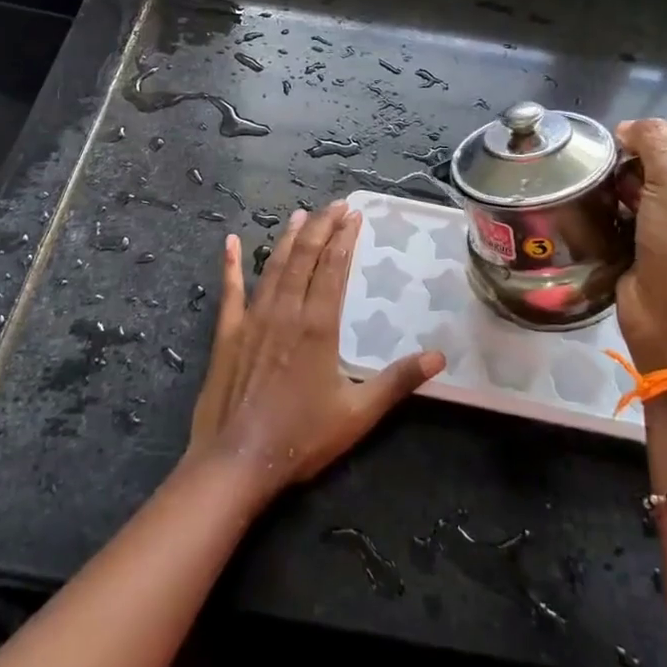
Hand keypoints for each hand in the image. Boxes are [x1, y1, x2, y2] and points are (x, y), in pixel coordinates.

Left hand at [186, 203, 443, 506]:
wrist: (237, 461)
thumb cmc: (301, 437)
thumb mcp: (358, 414)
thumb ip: (398, 382)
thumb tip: (439, 357)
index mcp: (318, 325)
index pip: (334, 268)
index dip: (345, 239)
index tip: (355, 216)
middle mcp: (285, 311)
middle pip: (305, 257)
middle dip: (321, 227)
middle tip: (335, 205)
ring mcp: (252, 319)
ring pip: (274, 266)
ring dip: (289, 238)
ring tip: (301, 215)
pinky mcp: (227, 333)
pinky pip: (230, 290)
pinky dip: (231, 264)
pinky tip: (230, 242)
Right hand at [614, 119, 666, 372]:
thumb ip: (654, 141)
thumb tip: (628, 127)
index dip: (642, 135)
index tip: (613, 146)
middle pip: (651, 156)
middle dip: (625, 162)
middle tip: (606, 176)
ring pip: (632, 183)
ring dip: (613, 185)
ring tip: (597, 194)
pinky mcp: (646, 237)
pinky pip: (622, 209)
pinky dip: (608, 208)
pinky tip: (596, 211)